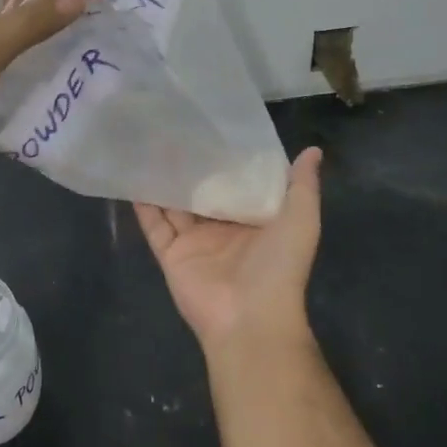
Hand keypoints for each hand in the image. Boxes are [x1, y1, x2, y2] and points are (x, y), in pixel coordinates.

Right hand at [135, 148, 322, 356]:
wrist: (250, 318)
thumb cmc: (279, 266)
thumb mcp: (301, 221)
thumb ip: (302, 186)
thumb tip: (313, 150)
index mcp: (253, 220)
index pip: (237, 183)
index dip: (226, 159)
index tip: (212, 128)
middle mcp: (222, 229)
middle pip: (201, 191)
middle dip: (191, 166)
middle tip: (174, 131)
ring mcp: (194, 242)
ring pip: (174, 204)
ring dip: (164, 179)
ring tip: (149, 146)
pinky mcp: (171, 254)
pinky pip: (154, 225)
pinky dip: (143, 205)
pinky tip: (132, 177)